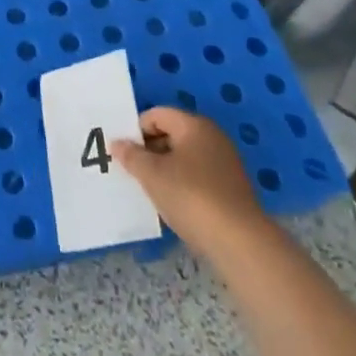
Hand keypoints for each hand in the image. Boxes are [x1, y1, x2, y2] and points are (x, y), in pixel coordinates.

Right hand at [113, 107, 270, 250]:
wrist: (239, 241)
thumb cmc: (190, 196)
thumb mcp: (152, 174)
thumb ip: (131, 155)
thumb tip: (117, 143)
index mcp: (194, 125)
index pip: (156, 114)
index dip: (136, 130)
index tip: (123, 152)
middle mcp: (212, 137)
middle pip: (171, 133)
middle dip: (148, 149)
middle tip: (131, 170)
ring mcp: (224, 162)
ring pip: (184, 156)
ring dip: (163, 168)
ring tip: (148, 188)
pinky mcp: (230, 187)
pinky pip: (197, 175)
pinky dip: (181, 183)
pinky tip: (171, 202)